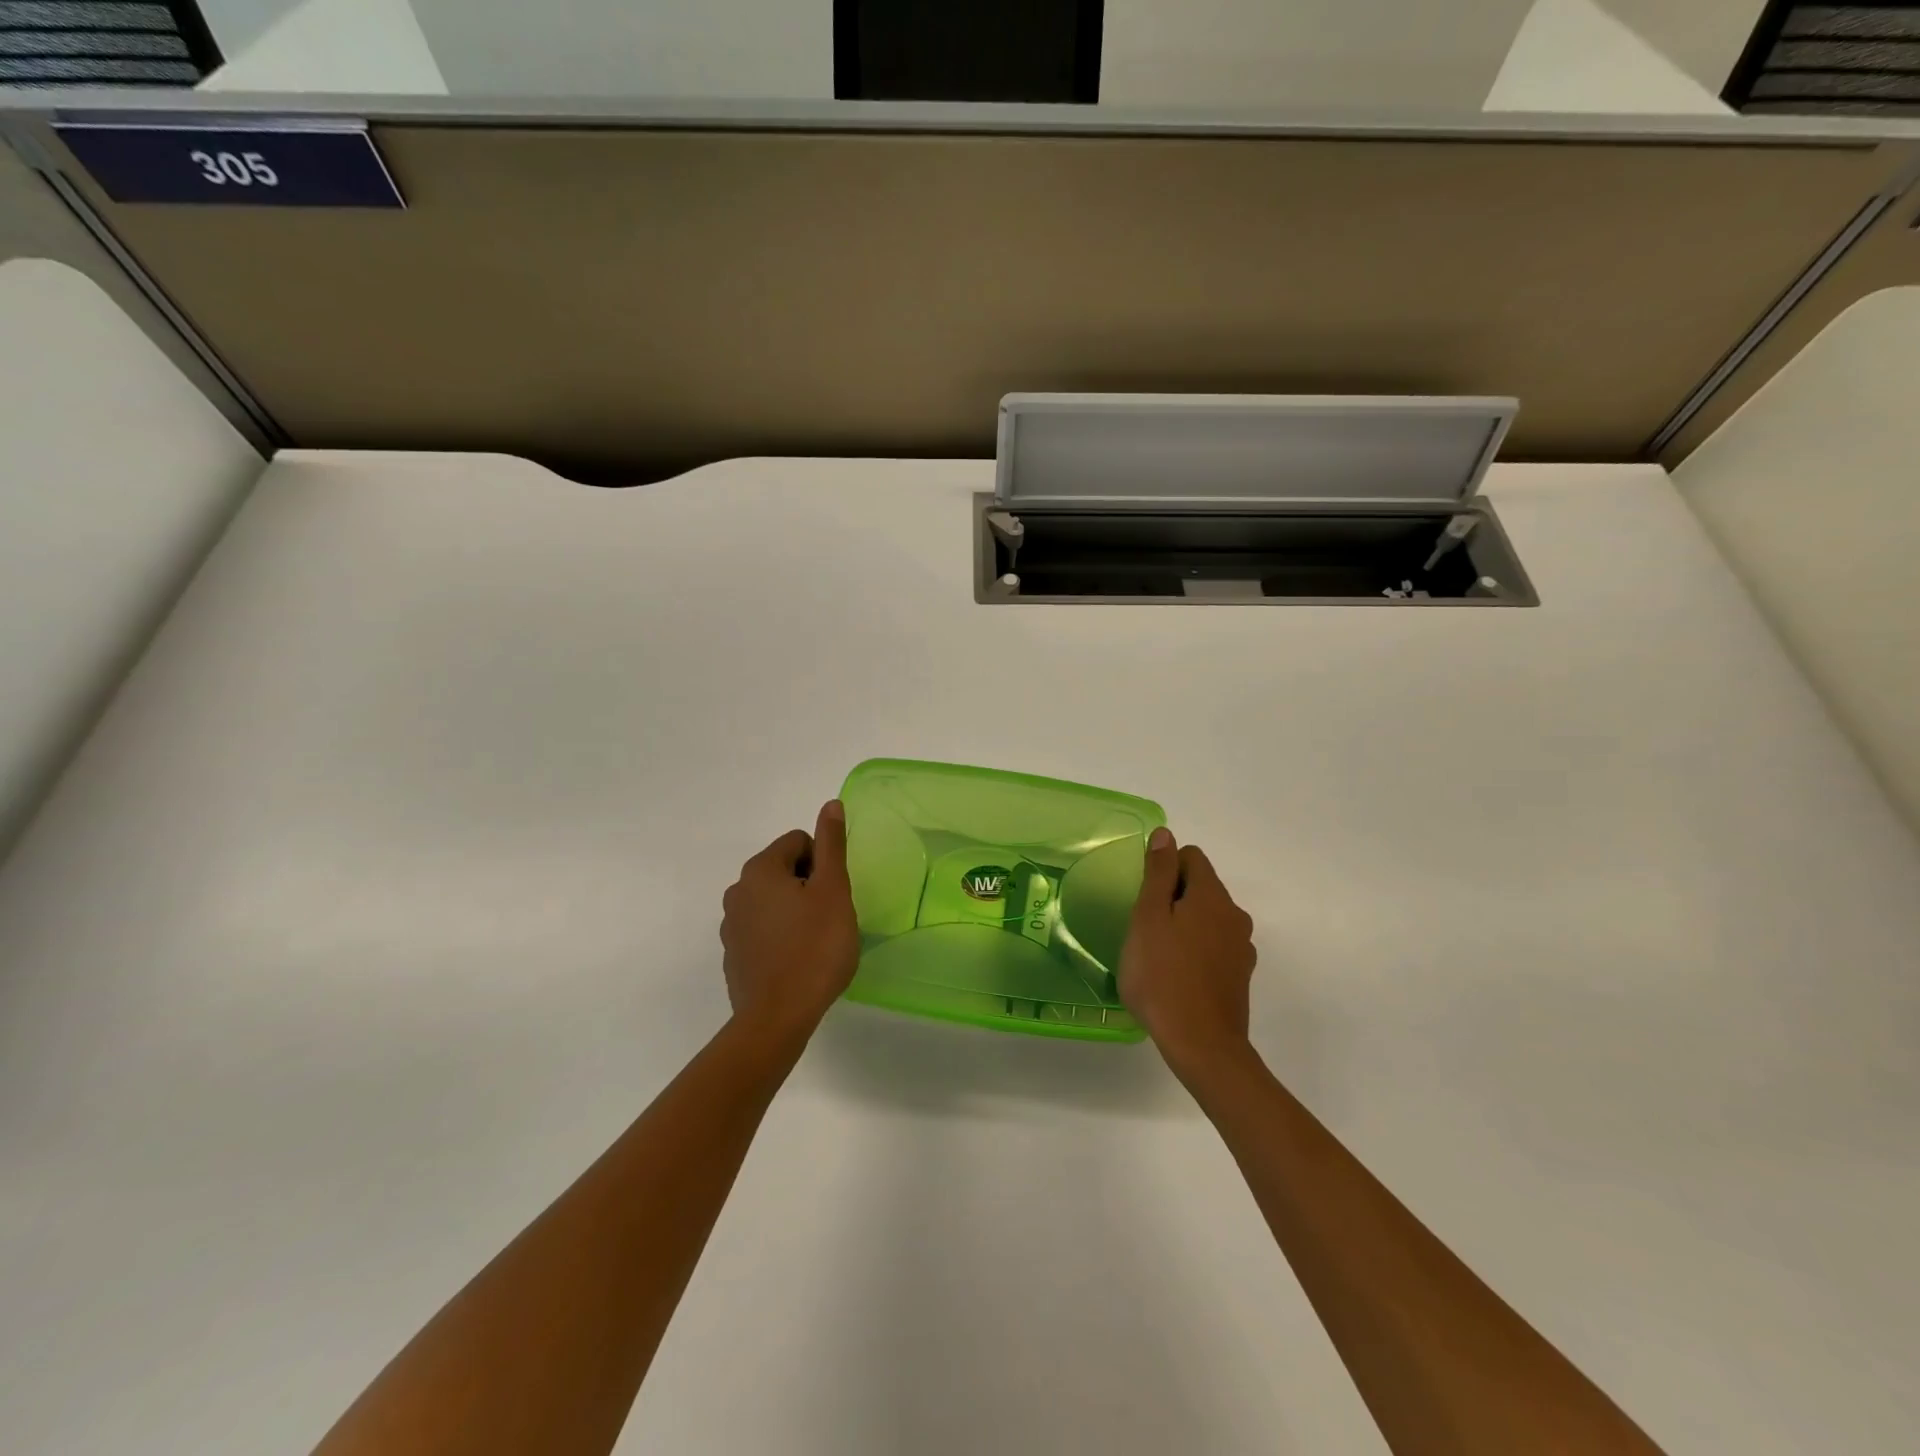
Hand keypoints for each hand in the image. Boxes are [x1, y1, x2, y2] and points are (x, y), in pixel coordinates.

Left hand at [720, 800, 860, 1044]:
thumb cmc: (814, 948)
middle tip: (828, 918)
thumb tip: (831, 804)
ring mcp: (730, 925)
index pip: (799, 842)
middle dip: (808, 886)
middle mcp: (737, 890)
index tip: (833, 895)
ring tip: (814, 942)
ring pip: (773, 901)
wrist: (777, 1018)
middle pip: (784, 869)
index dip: (823, 864)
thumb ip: (832, 844)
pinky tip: (796, 961)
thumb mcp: (834, 890)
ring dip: (794, 911)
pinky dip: (780, 936)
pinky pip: (762, 929)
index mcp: (760, 869)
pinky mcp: (732, 954)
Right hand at [1118, 827, 1257, 1076]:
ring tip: (1158, 954)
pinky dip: (1196, 950)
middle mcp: (1234, 915)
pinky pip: (1214, 946)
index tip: (1144, 898)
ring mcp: (1241, 947)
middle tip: (1144, 929)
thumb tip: (1166, 834)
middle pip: (1200, 887)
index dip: (1163, 869)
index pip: (1190, 857)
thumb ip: (1157, 873)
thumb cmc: (1162, 975)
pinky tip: (1176, 976)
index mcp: (1212, 896)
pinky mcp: (1240, 975)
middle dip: (1172, 898)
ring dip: (1184, 925)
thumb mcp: (1148, 918)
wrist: (1201, 1044)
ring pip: (1207, 918)